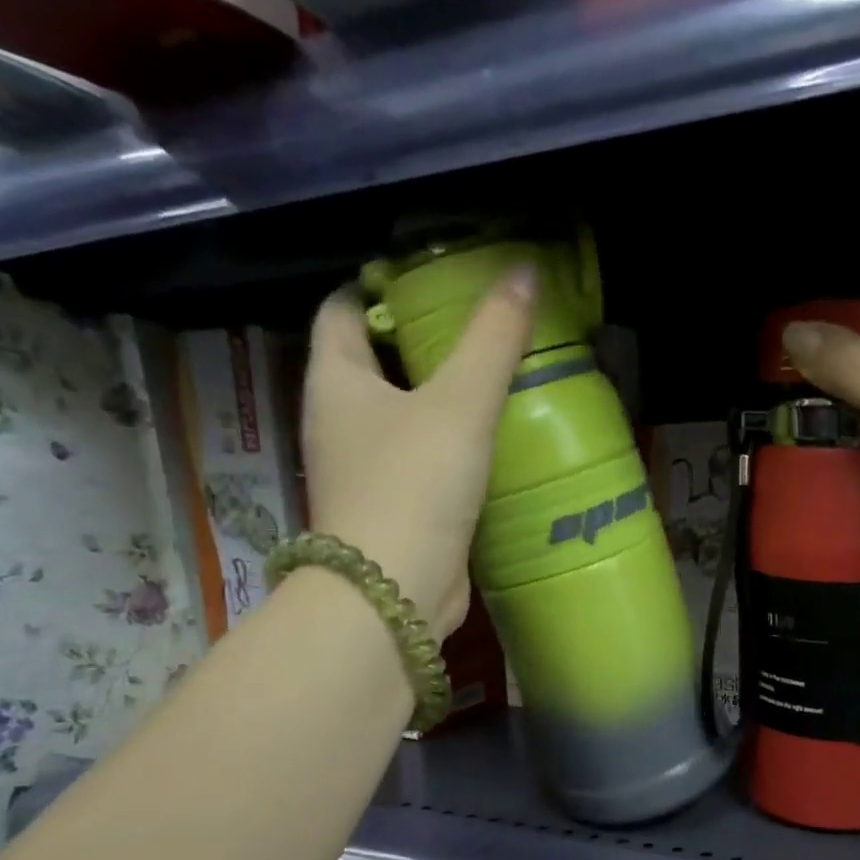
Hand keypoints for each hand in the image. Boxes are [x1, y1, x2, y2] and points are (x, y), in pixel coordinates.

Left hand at [301, 268, 534, 635]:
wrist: (396, 589)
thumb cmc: (415, 484)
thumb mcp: (460, 403)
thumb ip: (493, 339)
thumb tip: (523, 270)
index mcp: (336, 380)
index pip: (343, 310)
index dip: (381, 288)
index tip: (435, 284)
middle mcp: (339, 421)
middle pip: (376, 364)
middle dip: (422, 345)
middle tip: (482, 331)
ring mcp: (364, 470)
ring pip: (402, 417)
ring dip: (441, 401)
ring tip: (497, 383)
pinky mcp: (394, 510)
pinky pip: (421, 461)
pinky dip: (451, 447)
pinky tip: (492, 445)